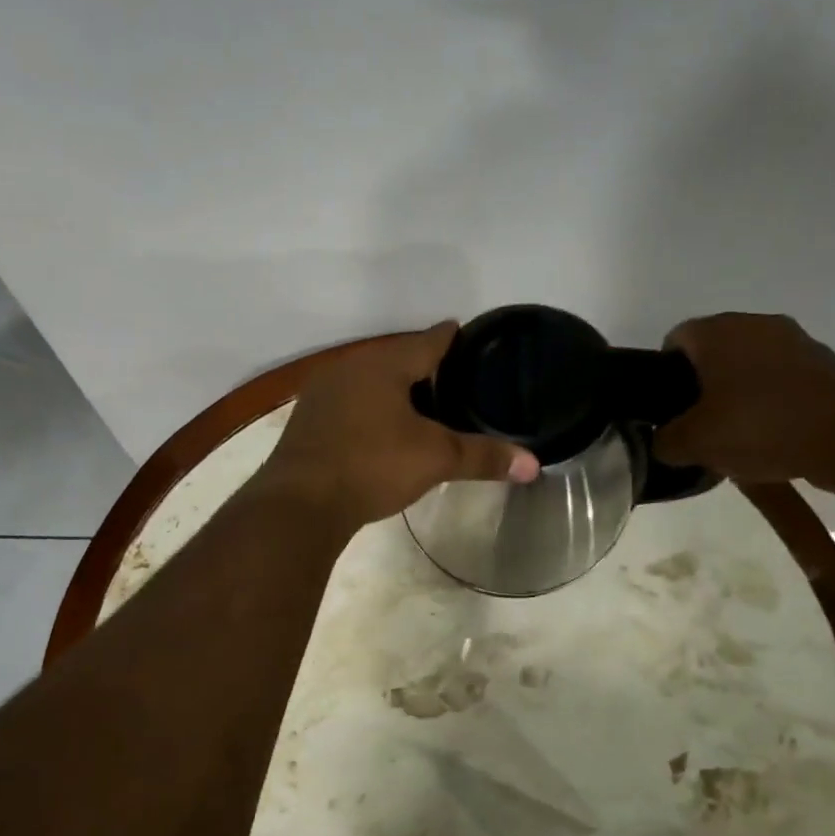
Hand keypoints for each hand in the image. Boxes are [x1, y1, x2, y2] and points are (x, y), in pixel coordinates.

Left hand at [258, 324, 540, 528]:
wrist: (300, 502)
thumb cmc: (372, 466)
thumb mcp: (434, 459)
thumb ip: (483, 457)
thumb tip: (534, 464)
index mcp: (384, 364)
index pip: (427, 341)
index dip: (449, 338)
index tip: (464, 333)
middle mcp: (350, 368)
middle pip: (395, 359)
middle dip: (421, 366)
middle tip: (451, 378)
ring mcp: (322, 394)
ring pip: (368, 382)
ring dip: (392, 389)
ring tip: (418, 404)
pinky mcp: (307, 422)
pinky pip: (348, 405)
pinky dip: (368, 410)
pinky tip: (377, 429)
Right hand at [654, 313, 834, 486]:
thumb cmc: (759, 426)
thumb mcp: (693, 444)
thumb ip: (665, 441)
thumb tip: (663, 441)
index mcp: (718, 332)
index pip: (675, 339)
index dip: (663, 373)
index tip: (667, 407)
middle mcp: (756, 324)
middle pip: (713, 353)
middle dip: (701, 386)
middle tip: (696, 425)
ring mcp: (795, 342)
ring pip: (749, 367)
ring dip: (737, 395)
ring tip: (733, 436)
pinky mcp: (825, 365)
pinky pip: (782, 382)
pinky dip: (770, 404)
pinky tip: (770, 438)